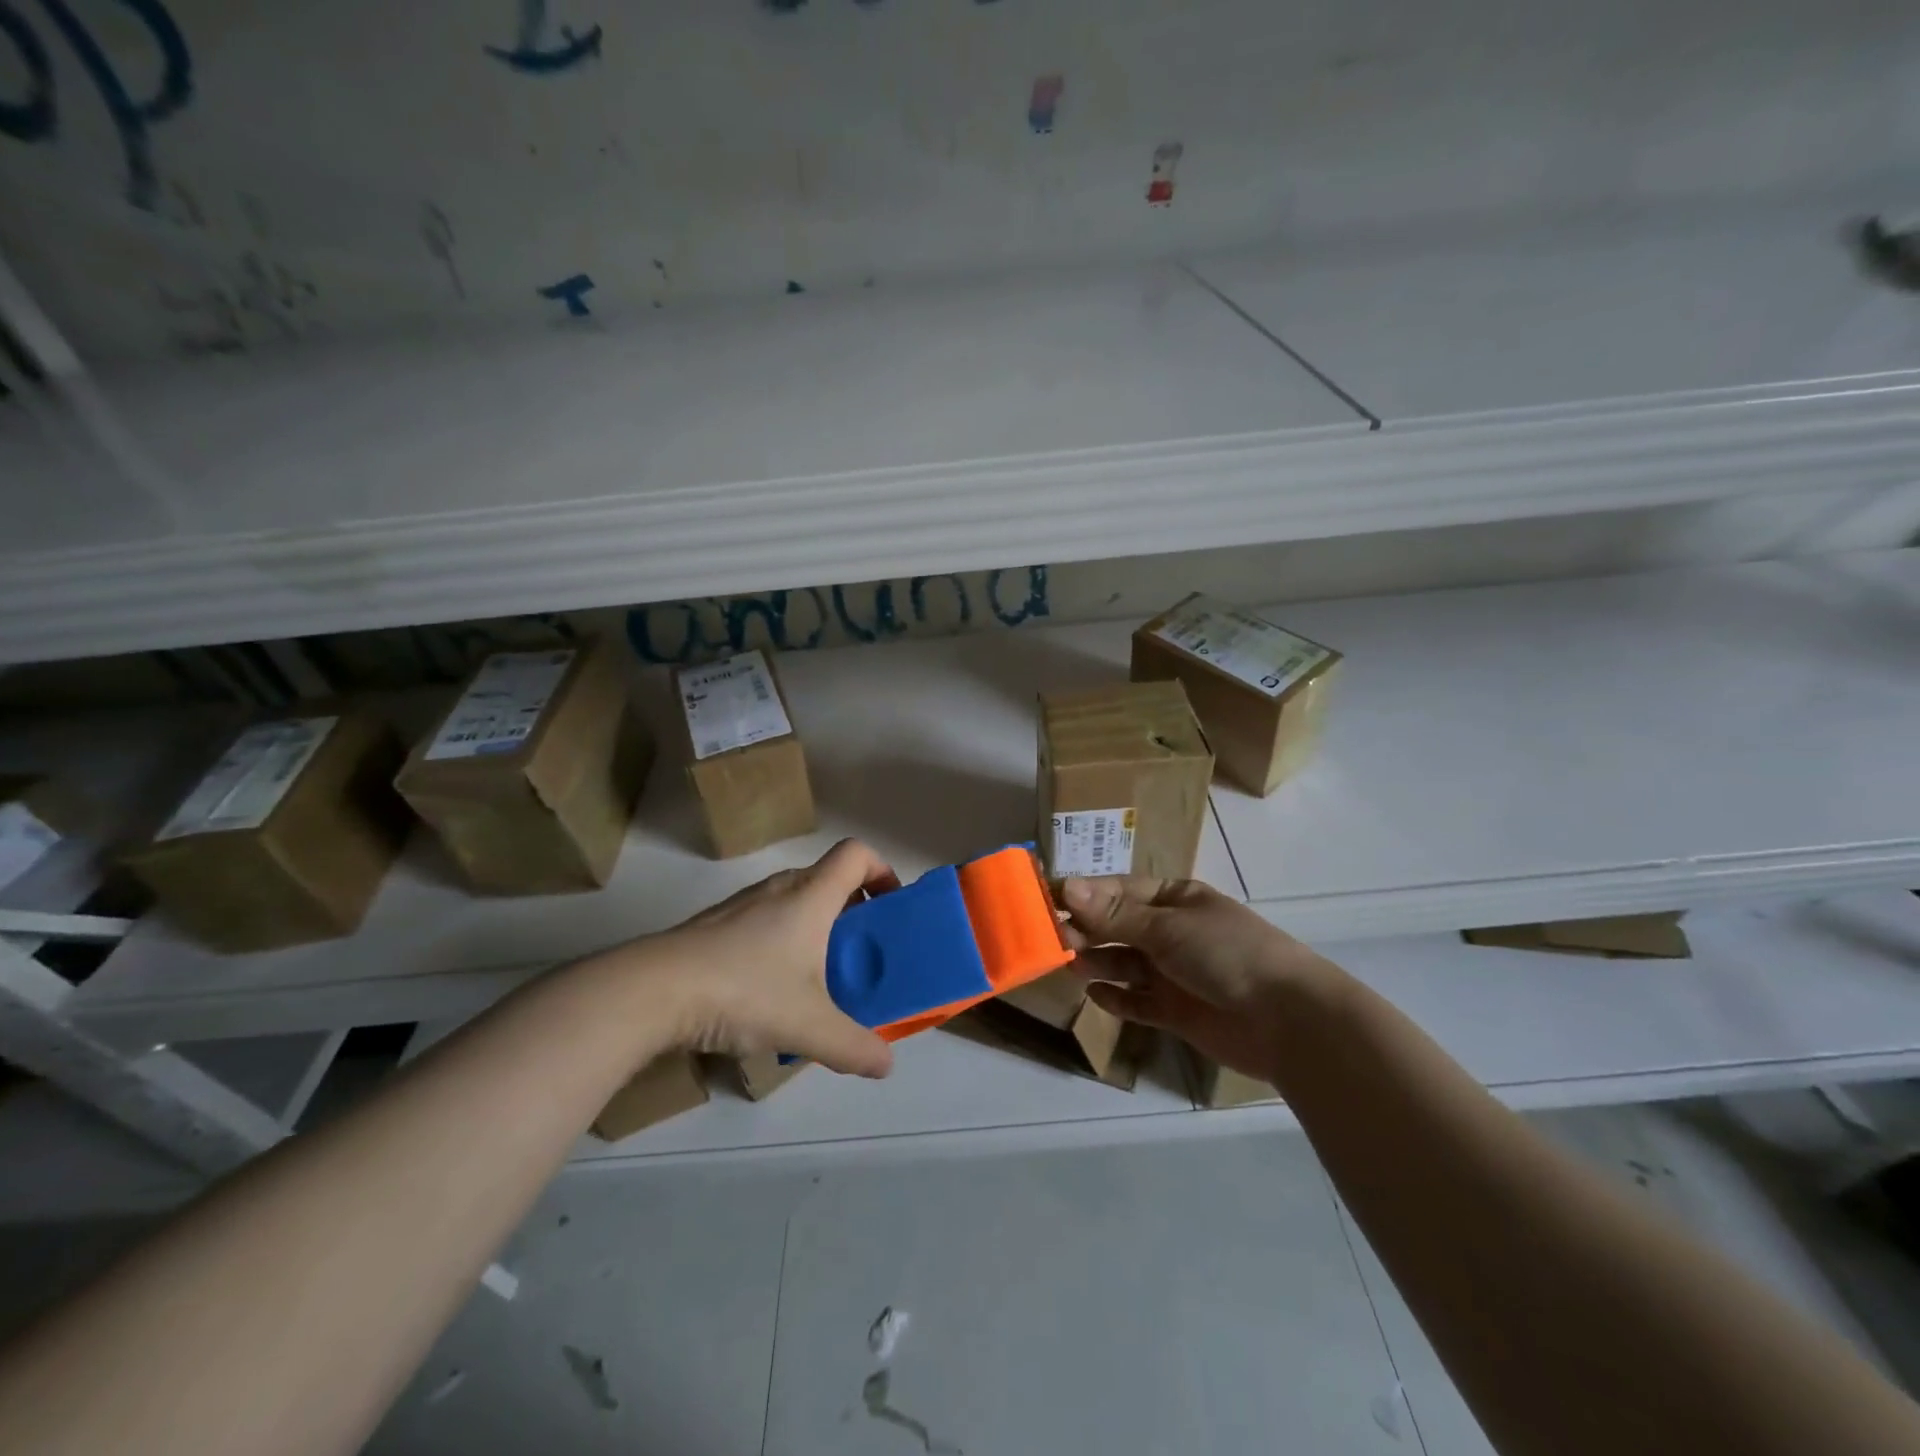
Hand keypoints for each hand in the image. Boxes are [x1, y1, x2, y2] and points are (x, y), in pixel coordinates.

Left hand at [644, 839, 898, 1078]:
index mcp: (811, 895)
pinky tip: (769, 990)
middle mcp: (780, 888)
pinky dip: (781, 941)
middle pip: (828, 878)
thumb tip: (885, 1065)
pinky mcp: (715, 925)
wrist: (652, 991)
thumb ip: (854, 1046)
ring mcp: (743, 904)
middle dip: (853, 909)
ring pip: (795, 900)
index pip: (857, 853)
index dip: (882, 870)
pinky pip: (764, 920)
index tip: (889, 908)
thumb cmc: (744, 990)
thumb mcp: (809, 1026)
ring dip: (816, 927)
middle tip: (860, 953)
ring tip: (818, 977)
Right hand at [1061, 875, 1344, 1085]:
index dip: (1085, 894)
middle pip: (1118, 927)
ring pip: (1123, 963)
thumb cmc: (1227, 954)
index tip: (1047, 900)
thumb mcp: (1168, 927)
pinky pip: (1136, 1001)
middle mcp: (1171, 932)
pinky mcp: (1175, 1011)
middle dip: (1087, 929)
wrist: (1287, 1020)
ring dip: (1096, 961)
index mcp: (1175, 900)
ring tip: (1069, 964)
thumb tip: (1066, 887)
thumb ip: (1115, 914)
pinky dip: (1116, 997)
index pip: (1119, 891)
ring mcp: (1173, 973)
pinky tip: (1095, 994)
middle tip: (1053, 937)